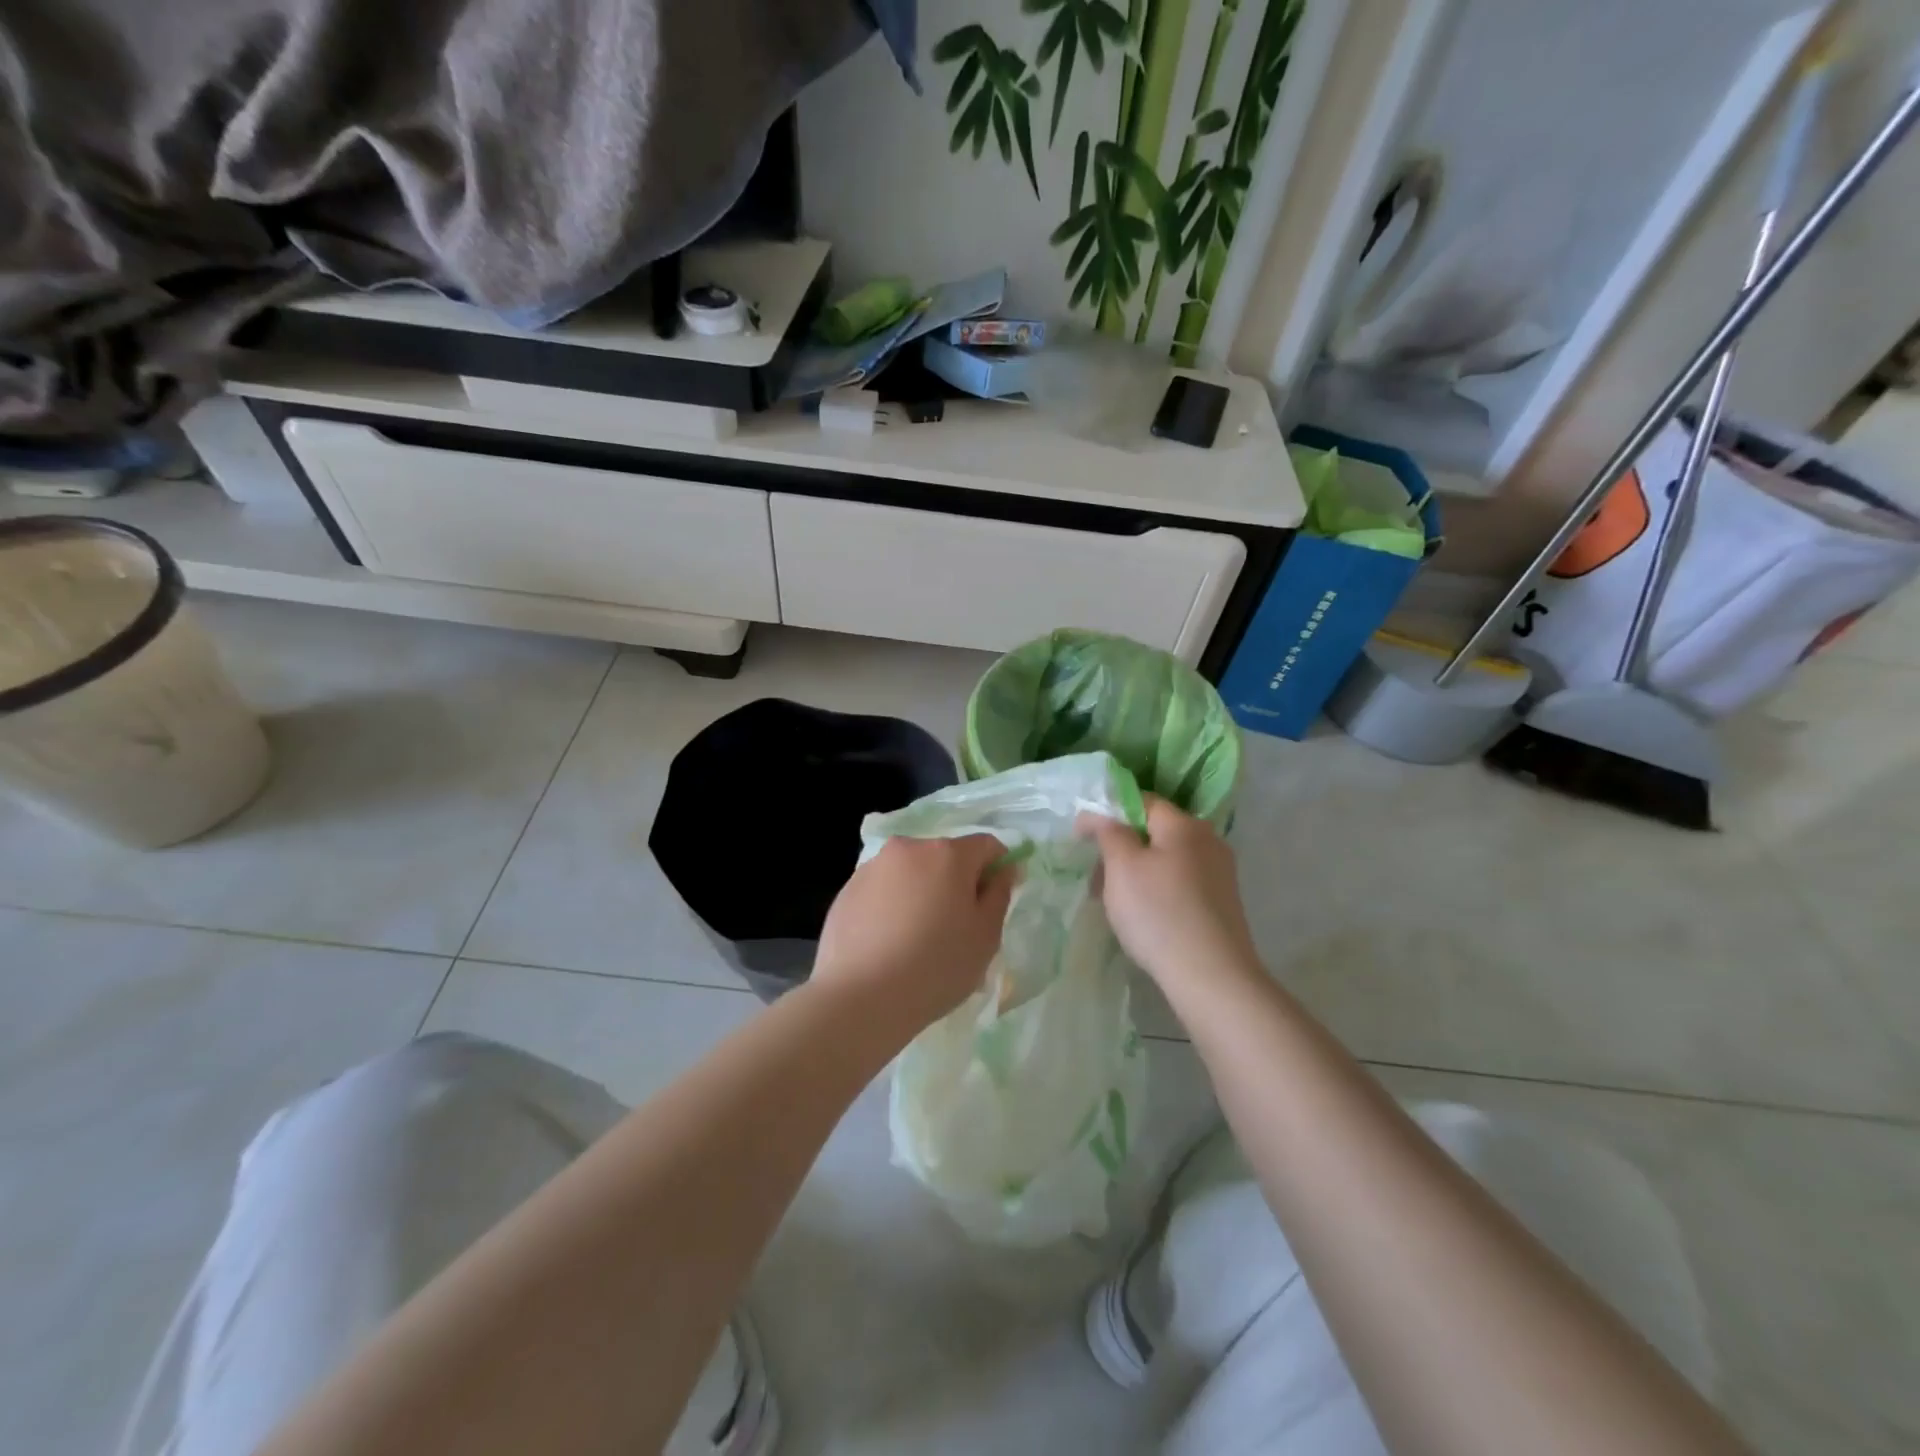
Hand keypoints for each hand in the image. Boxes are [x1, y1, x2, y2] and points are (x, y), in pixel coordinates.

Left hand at [812, 834, 1015, 1032]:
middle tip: (956, 928)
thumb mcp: (985, 936)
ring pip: (911, 872)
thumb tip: (1003, 869)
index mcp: (948, 854)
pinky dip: (892, 906)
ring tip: (917, 939)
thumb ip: (999, 894)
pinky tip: (888, 944)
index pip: (987, 846)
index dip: (998, 869)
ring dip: (922, 892)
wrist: (860, 998)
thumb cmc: (936, 967)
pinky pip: (882, 890)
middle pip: (945, 856)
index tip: (993, 903)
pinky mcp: (846, 890)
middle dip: (956, 882)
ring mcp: (872, 867)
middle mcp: (908, 848)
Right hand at [1080, 795, 1260, 997]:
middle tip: (1095, 876)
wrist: (1212, 977)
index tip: (1081, 836)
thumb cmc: (1159, 913)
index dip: (1107, 812)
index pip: (1141, 801)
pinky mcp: (1222, 903)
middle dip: (1121, 848)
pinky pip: (1180, 883)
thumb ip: (1108, 831)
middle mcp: (1208, 840)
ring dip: (1136, 872)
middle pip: (1154, 831)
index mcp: (1185, 824)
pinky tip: (1143, 917)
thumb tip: (1098, 813)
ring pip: (1166, 860)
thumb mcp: (1122, 867)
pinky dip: (1156, 891)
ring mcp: (1219, 873)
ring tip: (1113, 902)